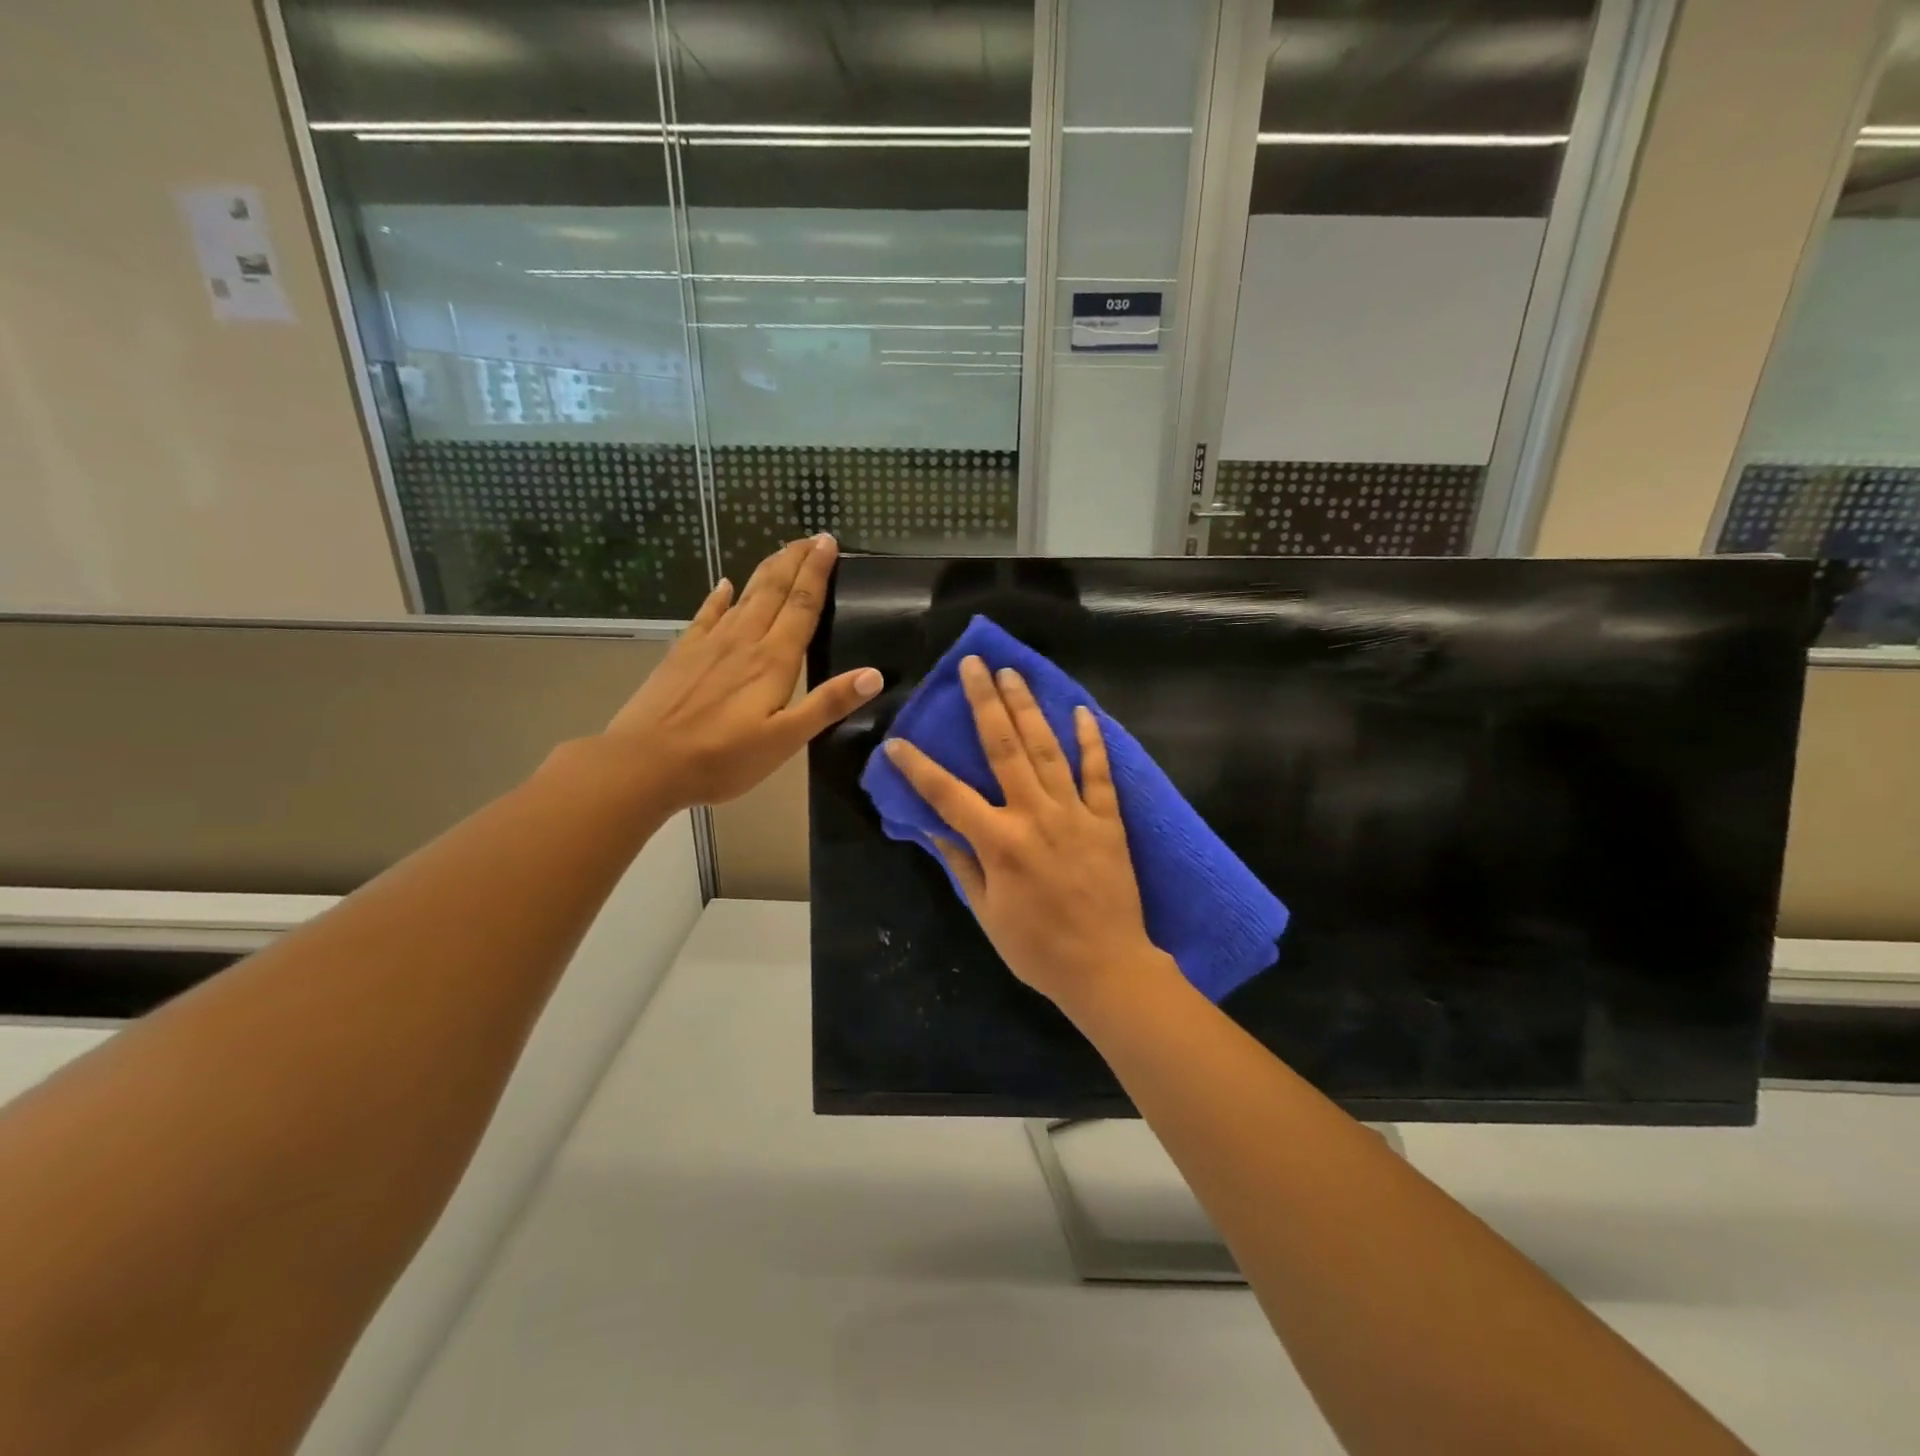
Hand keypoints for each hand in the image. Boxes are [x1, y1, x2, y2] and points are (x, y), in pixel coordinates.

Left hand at [604, 534, 881, 809]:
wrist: (646, 762)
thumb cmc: (722, 758)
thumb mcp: (785, 740)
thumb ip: (828, 704)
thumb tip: (874, 674)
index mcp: (773, 660)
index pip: (802, 606)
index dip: (817, 572)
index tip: (828, 542)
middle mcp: (744, 641)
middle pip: (774, 590)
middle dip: (795, 561)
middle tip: (812, 537)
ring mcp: (710, 644)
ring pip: (745, 596)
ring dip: (766, 570)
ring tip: (782, 550)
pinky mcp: (683, 653)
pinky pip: (707, 614)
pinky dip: (718, 596)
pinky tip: (724, 584)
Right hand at [883, 657, 1170, 1013]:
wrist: (1107, 967)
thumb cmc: (1038, 948)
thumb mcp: (986, 913)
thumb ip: (962, 864)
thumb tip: (934, 828)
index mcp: (1000, 842)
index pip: (948, 794)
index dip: (918, 767)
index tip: (896, 741)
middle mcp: (1034, 816)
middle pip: (1004, 748)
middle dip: (984, 702)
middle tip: (973, 665)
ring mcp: (1075, 813)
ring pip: (1048, 748)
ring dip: (1028, 707)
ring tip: (1013, 673)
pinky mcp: (1108, 820)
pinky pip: (1099, 773)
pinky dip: (1092, 741)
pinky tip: (1082, 711)